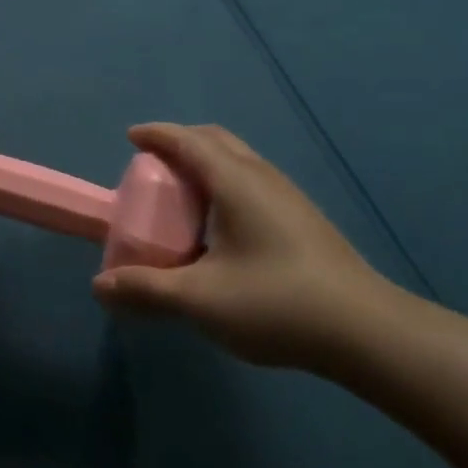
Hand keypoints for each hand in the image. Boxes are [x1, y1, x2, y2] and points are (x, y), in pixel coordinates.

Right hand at [92, 123, 402, 369]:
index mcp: (236, 182)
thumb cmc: (277, 303)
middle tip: (152, 164)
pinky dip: (223, 183)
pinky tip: (219, 225)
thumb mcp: (200, 299)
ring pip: (238, 161)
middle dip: (180, 142)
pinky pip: (252, 182)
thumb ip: (146, 289)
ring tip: (181, 193)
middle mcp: (263, 178)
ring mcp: (289, 197)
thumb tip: (99, 285)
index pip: (188, 141)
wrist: (368, 332)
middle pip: (216, 140)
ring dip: (205, 163)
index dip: (156, 135)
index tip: (130, 137)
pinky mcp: (303, 220)